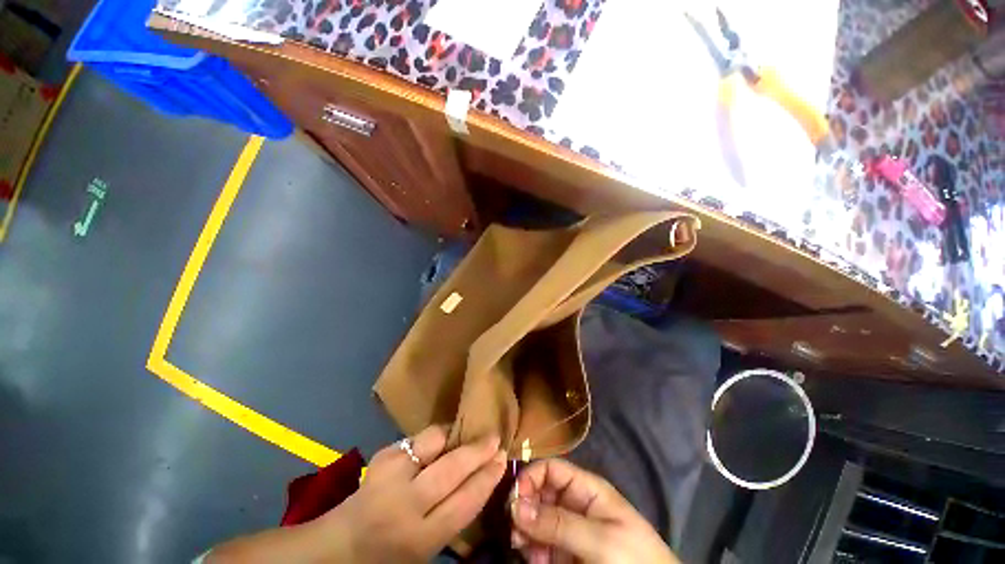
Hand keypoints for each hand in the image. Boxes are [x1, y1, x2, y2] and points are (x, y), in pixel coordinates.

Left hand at [333, 426, 506, 560]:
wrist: (341, 546)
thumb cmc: (392, 552)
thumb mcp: (428, 545)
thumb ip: (454, 513)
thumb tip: (483, 475)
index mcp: (421, 538)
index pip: (465, 502)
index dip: (487, 478)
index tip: (503, 460)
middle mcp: (406, 504)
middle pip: (452, 469)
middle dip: (478, 451)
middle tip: (495, 439)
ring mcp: (391, 475)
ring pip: (435, 442)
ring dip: (456, 436)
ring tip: (469, 434)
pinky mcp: (382, 455)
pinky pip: (419, 437)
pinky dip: (436, 436)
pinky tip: (444, 439)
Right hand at [510, 458, 679, 563]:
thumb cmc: (633, 558)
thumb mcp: (598, 539)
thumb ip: (558, 523)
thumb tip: (515, 504)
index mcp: (586, 488)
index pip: (551, 469)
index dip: (531, 477)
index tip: (513, 500)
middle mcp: (574, 503)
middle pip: (540, 493)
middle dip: (524, 508)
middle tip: (515, 531)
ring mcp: (569, 529)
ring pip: (537, 519)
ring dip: (525, 531)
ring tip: (523, 549)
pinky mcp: (566, 552)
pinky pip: (541, 543)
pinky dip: (532, 549)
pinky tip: (534, 559)